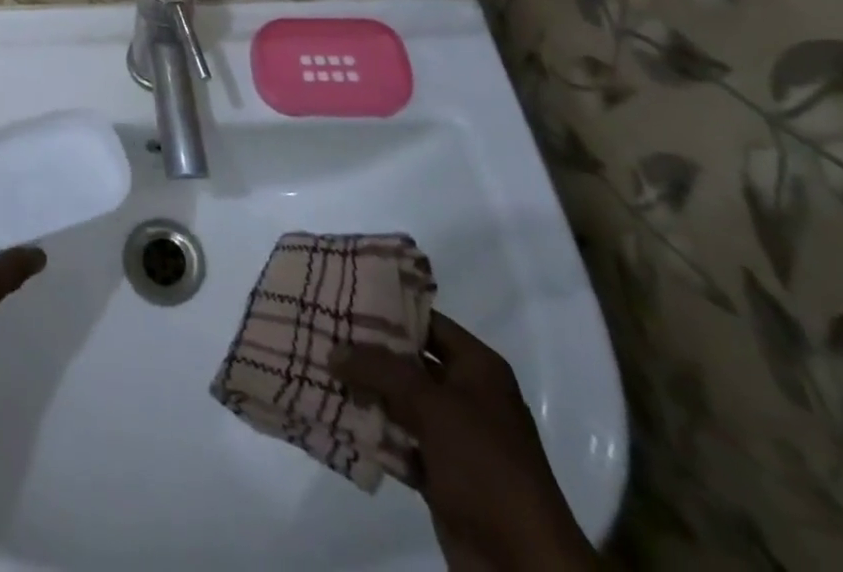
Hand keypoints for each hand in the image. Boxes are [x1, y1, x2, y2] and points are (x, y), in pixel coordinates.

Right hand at [331, 313, 601, 571]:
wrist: (523, 566)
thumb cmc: (486, 466)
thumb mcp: (432, 406)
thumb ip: (381, 370)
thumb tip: (335, 350)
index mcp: (479, 369)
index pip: (427, 322)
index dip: (388, 308)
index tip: (343, 296)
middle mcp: (466, 395)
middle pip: (409, 361)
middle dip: (368, 351)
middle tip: (323, 330)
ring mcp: (453, 437)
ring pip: (399, 401)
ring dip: (365, 392)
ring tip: (319, 368)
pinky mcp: (439, 473)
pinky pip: (398, 440)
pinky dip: (373, 432)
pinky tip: (336, 416)